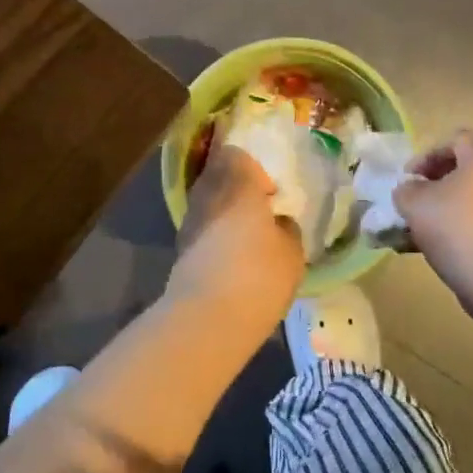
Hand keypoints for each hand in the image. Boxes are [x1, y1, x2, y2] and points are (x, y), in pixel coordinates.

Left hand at [168, 145, 304, 330]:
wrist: (207, 317)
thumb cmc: (258, 274)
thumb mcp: (292, 252)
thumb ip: (287, 229)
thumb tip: (279, 223)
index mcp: (237, 182)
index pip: (237, 155)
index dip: (254, 169)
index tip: (270, 193)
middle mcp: (208, 193)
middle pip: (218, 176)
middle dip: (238, 189)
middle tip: (261, 211)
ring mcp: (189, 221)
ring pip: (208, 203)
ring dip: (225, 213)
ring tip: (248, 237)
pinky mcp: (180, 249)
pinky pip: (202, 229)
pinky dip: (215, 236)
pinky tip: (232, 258)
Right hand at [394, 132, 472, 303]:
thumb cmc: (457, 227)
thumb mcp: (415, 203)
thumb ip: (405, 191)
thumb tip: (410, 191)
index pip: (456, 139)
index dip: (427, 154)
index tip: (408, 178)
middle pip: (463, 171)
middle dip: (432, 187)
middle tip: (411, 204)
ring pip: (468, 202)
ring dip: (440, 213)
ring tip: (415, 233)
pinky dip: (455, 232)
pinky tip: (431, 252)